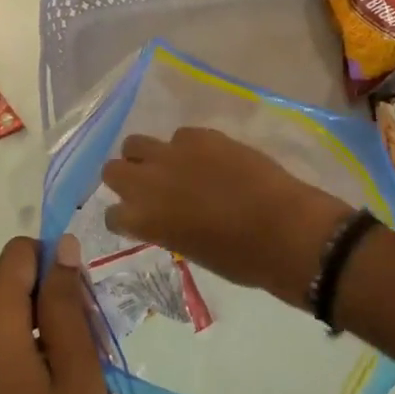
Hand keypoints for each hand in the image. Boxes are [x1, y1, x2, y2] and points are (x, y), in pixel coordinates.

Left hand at [0, 236, 115, 393]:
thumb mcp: (79, 379)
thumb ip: (67, 306)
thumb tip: (60, 247)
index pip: (16, 258)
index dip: (56, 265)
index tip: (89, 305)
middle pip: (20, 300)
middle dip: (66, 321)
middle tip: (101, 369)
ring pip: (21, 340)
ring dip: (63, 358)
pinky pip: (9, 373)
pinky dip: (44, 383)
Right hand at [100, 128, 350, 307]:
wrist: (282, 229)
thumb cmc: (240, 258)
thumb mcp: (191, 250)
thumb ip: (167, 227)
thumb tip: (167, 215)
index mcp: (143, 220)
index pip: (112, 213)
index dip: (125, 217)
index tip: (138, 220)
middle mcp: (147, 182)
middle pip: (112, 169)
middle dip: (125, 178)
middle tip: (149, 188)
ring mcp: (172, 154)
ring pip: (135, 143)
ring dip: (146, 156)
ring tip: (171, 167)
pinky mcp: (200, 135)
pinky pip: (179, 136)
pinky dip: (186, 147)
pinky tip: (208, 159)